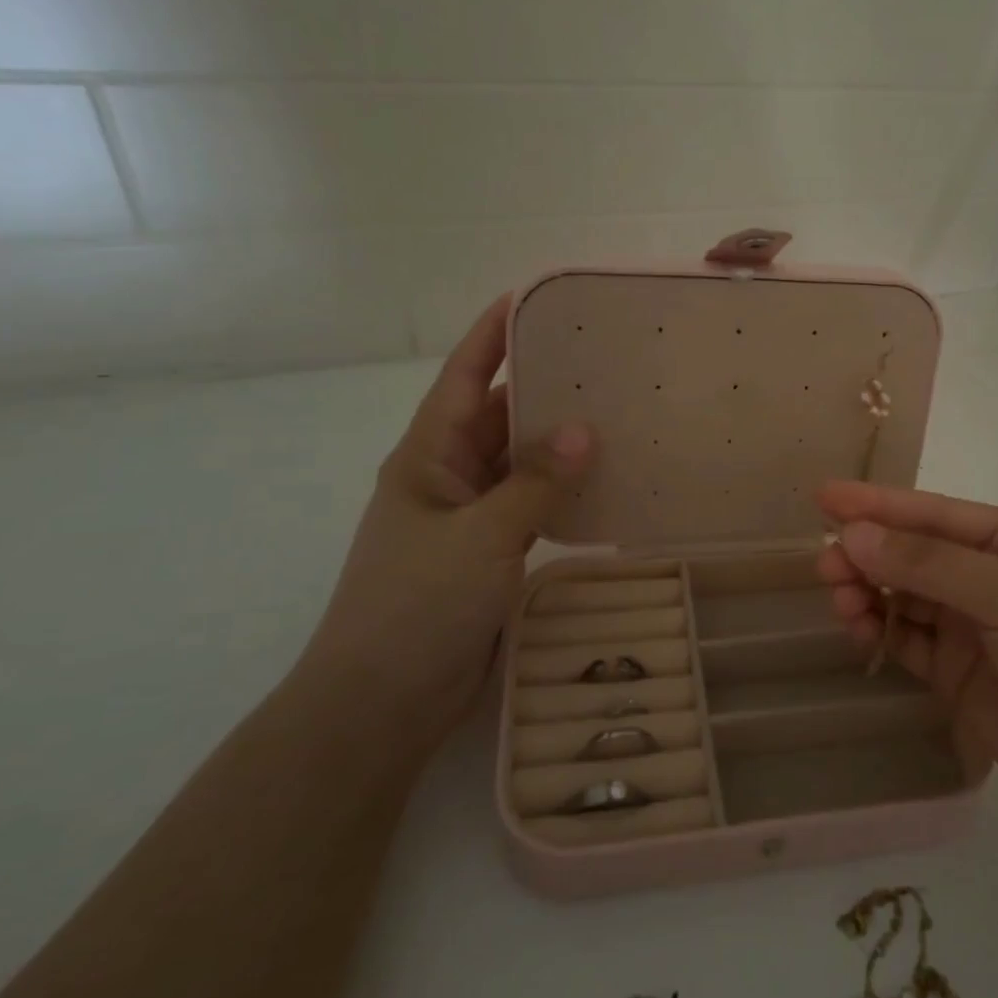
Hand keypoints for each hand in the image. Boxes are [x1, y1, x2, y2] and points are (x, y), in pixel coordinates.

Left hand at [300, 295, 593, 739]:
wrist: (381, 701)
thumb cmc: (416, 605)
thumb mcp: (480, 535)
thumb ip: (536, 482)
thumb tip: (587, 430)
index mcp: (428, 456)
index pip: (466, 377)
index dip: (494, 333)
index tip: (535, 297)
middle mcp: (447, 476)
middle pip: (499, 415)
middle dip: (543, 386)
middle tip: (604, 361)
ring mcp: (468, 517)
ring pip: (518, 462)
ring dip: (558, 442)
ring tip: (616, 414)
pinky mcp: (489, 552)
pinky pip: (530, 504)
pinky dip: (561, 490)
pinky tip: (603, 482)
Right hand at [815, 481, 997, 827]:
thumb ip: (929, 565)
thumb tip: (853, 535)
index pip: (932, 514)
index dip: (877, 504)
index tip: (824, 497)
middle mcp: (987, 577)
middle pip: (911, 555)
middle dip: (867, 554)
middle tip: (825, 563)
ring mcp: (972, 628)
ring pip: (903, 598)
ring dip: (867, 593)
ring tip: (839, 598)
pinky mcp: (958, 676)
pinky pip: (907, 643)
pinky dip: (879, 633)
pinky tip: (858, 629)